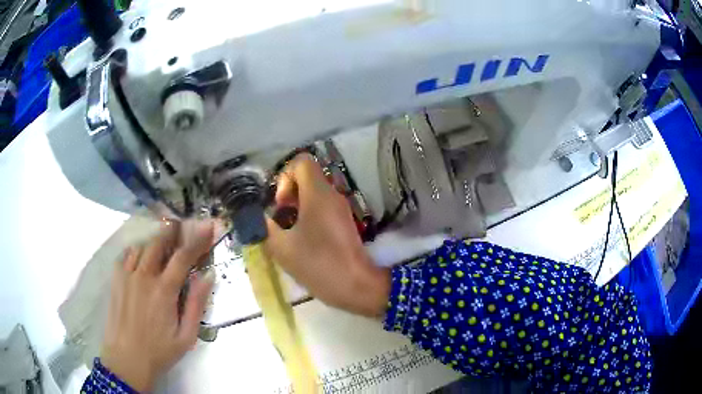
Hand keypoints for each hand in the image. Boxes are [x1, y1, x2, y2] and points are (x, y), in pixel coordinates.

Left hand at [100, 220, 215, 391]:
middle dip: (172, 230)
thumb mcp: (186, 336)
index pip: (183, 257)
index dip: (197, 239)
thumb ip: (196, 304)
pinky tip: (141, 256)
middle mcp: (144, 276)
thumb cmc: (160, 351)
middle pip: (158, 242)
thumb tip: (208, 275)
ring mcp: (127, 276)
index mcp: (164, 291)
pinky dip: (137, 249)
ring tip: (162, 240)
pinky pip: (127, 255)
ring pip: (142, 245)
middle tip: (181, 225)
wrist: (126, 359)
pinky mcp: (116, 280)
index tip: (207, 227)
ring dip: (154, 239)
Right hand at [264, 154, 389, 316]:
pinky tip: (302, 242)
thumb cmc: (318, 264)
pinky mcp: (344, 223)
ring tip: (288, 234)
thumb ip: (265, 227)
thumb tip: (259, 218)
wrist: (357, 286)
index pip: (301, 162)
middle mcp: (332, 194)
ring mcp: (341, 209)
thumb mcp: (281, 247)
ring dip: (297, 208)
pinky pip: (323, 209)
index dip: (285, 177)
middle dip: (288, 195)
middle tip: (281, 220)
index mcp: (318, 193)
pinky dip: (309, 217)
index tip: (281, 205)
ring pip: (314, 194)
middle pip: (307, 177)